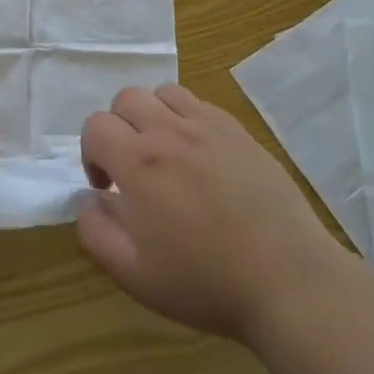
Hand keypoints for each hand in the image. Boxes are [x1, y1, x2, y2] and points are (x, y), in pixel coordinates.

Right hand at [77, 84, 342, 341]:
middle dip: (117, 128)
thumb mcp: (135, 274)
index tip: (107, 188)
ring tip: (164, 153)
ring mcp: (208, 126)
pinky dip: (187, 118)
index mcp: (139, 162)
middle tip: (132, 168)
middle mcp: (170, 131)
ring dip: (152, 115)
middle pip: (126, 99)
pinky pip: (200, 104)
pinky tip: (199, 155)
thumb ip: (96, 232)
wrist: (287, 278)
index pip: (96, 126)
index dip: (91, 154)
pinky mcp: (239, 131)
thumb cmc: (206, 281)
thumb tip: (87, 199)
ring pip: (163, 92)